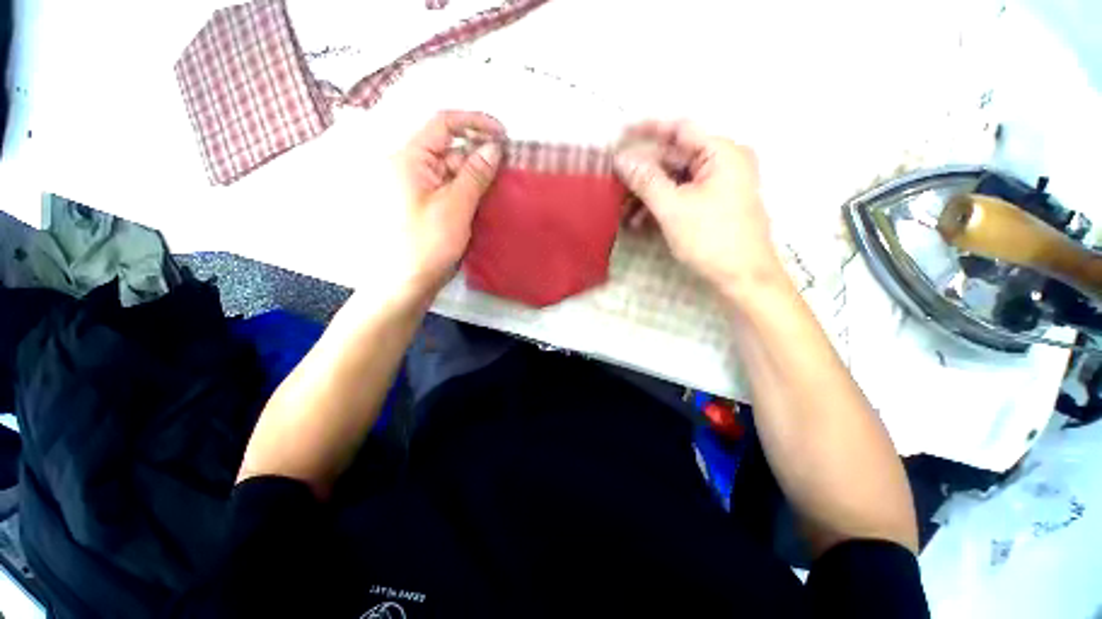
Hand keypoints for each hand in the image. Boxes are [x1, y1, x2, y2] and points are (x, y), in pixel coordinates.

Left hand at [390, 110, 504, 296]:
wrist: (406, 283)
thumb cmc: (427, 244)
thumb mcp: (455, 206)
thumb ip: (475, 174)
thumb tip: (494, 147)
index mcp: (409, 159)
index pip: (442, 124)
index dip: (474, 122)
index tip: (502, 133)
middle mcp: (410, 167)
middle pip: (449, 149)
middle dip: (478, 155)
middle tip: (508, 167)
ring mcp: (417, 187)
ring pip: (451, 171)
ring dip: (476, 176)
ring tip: (501, 186)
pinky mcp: (425, 205)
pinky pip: (449, 188)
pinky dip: (468, 191)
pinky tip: (485, 199)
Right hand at [614, 120, 784, 299]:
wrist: (743, 278)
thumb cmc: (711, 238)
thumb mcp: (673, 207)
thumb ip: (646, 180)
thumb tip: (621, 160)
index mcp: (722, 153)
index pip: (679, 130)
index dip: (647, 130)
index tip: (620, 135)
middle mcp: (723, 162)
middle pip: (674, 158)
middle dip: (642, 173)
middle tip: (614, 181)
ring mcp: (719, 185)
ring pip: (674, 180)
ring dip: (647, 194)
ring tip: (622, 210)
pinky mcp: (713, 205)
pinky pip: (681, 196)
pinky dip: (660, 206)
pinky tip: (638, 221)